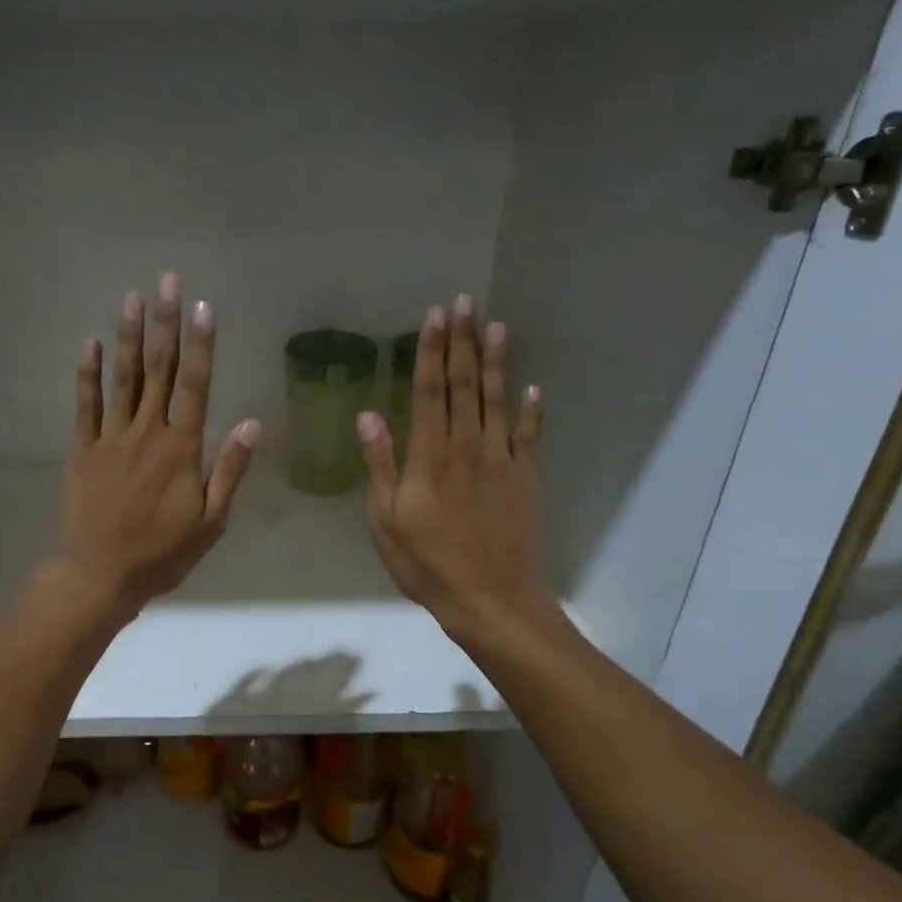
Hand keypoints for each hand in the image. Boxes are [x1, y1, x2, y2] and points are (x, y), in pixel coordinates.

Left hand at [55, 273, 260, 621]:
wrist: (100, 575)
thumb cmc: (162, 553)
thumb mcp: (211, 521)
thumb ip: (229, 470)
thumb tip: (252, 424)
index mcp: (181, 448)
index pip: (195, 385)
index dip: (201, 344)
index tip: (203, 307)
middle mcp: (147, 433)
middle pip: (159, 369)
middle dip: (165, 323)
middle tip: (167, 281)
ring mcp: (110, 438)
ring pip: (123, 378)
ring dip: (129, 336)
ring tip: (132, 297)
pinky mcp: (82, 450)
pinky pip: (85, 405)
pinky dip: (88, 374)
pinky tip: (90, 343)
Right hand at [358, 294, 555, 646]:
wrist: (491, 599)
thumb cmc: (428, 565)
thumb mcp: (386, 522)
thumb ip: (380, 466)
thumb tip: (368, 415)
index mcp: (430, 457)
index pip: (431, 392)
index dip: (432, 352)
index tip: (435, 316)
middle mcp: (468, 448)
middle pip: (465, 385)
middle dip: (463, 341)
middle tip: (465, 302)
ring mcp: (502, 462)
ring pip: (498, 401)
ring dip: (496, 362)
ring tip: (496, 326)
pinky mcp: (526, 480)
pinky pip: (529, 436)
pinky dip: (531, 410)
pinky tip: (532, 388)